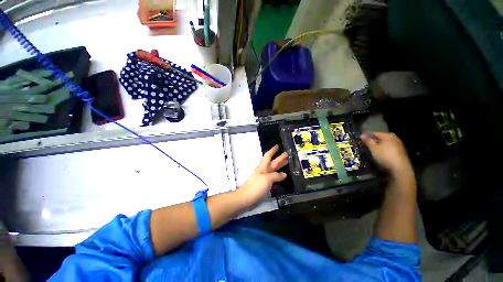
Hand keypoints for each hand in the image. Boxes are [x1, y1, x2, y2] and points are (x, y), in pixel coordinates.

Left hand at [235, 145, 288, 208]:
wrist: (246, 198)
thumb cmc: (255, 186)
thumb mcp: (267, 179)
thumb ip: (276, 176)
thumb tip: (284, 174)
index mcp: (263, 167)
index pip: (268, 156)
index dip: (272, 151)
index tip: (277, 145)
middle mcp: (264, 171)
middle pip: (272, 163)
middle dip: (279, 158)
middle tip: (287, 154)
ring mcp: (264, 178)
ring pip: (273, 170)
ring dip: (279, 166)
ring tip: (287, 162)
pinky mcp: (264, 185)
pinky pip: (273, 177)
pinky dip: (278, 175)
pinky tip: (282, 176)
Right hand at [361, 132, 412, 176]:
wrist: (400, 168)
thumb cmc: (385, 156)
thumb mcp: (373, 148)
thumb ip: (367, 140)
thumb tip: (361, 135)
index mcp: (388, 135)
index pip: (374, 133)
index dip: (366, 137)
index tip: (360, 141)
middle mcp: (394, 138)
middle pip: (380, 138)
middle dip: (372, 141)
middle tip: (365, 146)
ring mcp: (398, 144)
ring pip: (384, 143)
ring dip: (377, 145)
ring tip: (371, 150)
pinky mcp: (400, 151)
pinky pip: (388, 147)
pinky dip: (383, 149)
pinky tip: (380, 154)